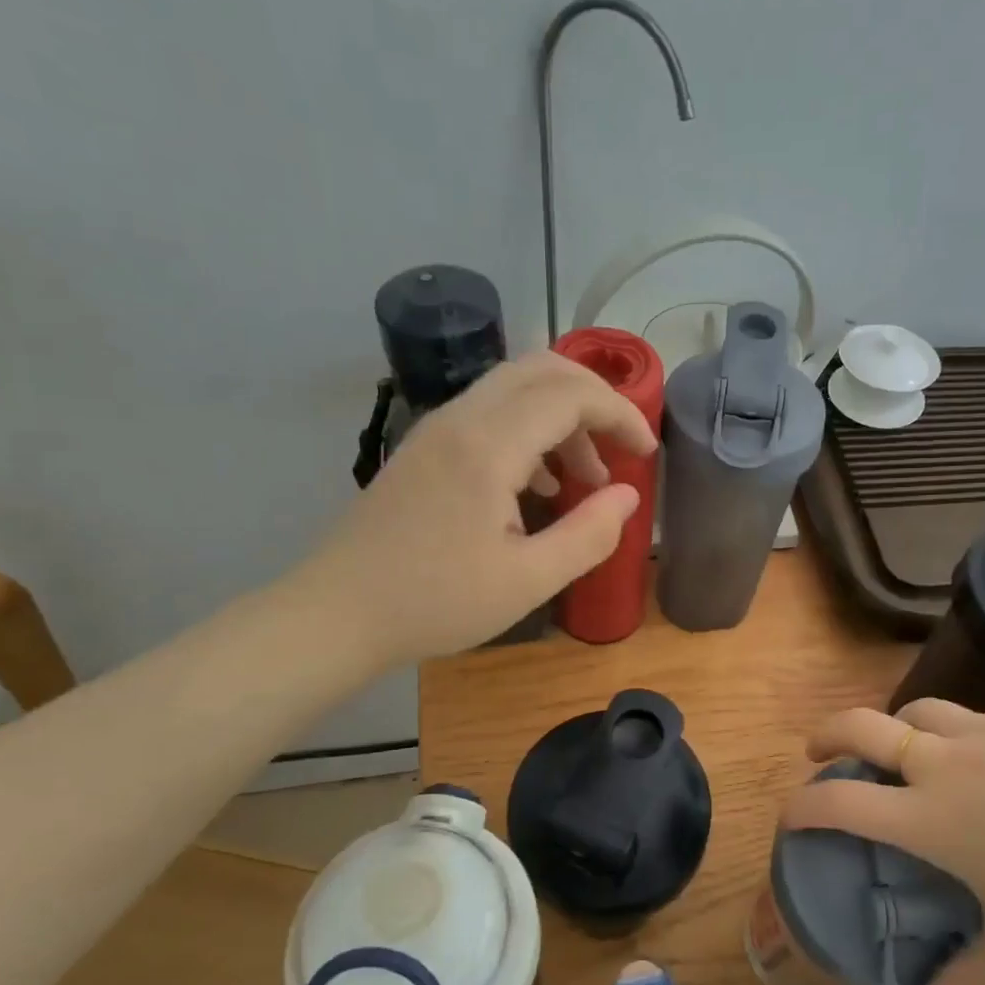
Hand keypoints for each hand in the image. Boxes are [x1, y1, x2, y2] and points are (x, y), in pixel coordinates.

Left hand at [286, 352, 654, 667]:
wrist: (336, 613)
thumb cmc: (435, 602)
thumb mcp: (528, 581)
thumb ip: (588, 534)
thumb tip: (627, 495)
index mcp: (489, 446)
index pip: (571, 395)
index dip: (621, 414)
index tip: (647, 452)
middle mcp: (461, 420)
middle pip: (541, 370)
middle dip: (594, 400)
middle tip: (622, 446)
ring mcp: (436, 430)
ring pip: (513, 389)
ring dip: (561, 418)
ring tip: (585, 478)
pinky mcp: (423, 449)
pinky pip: (488, 414)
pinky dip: (528, 431)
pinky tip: (536, 485)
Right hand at [783, 699, 984, 984]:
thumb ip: (971, 981)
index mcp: (934, 818)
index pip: (841, 802)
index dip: (802, 807)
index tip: (790, 816)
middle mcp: (947, 762)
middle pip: (861, 725)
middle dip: (827, 734)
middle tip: (818, 751)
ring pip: (917, 711)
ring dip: (896, 729)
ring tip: (905, 753)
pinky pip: (975, 718)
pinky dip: (958, 734)